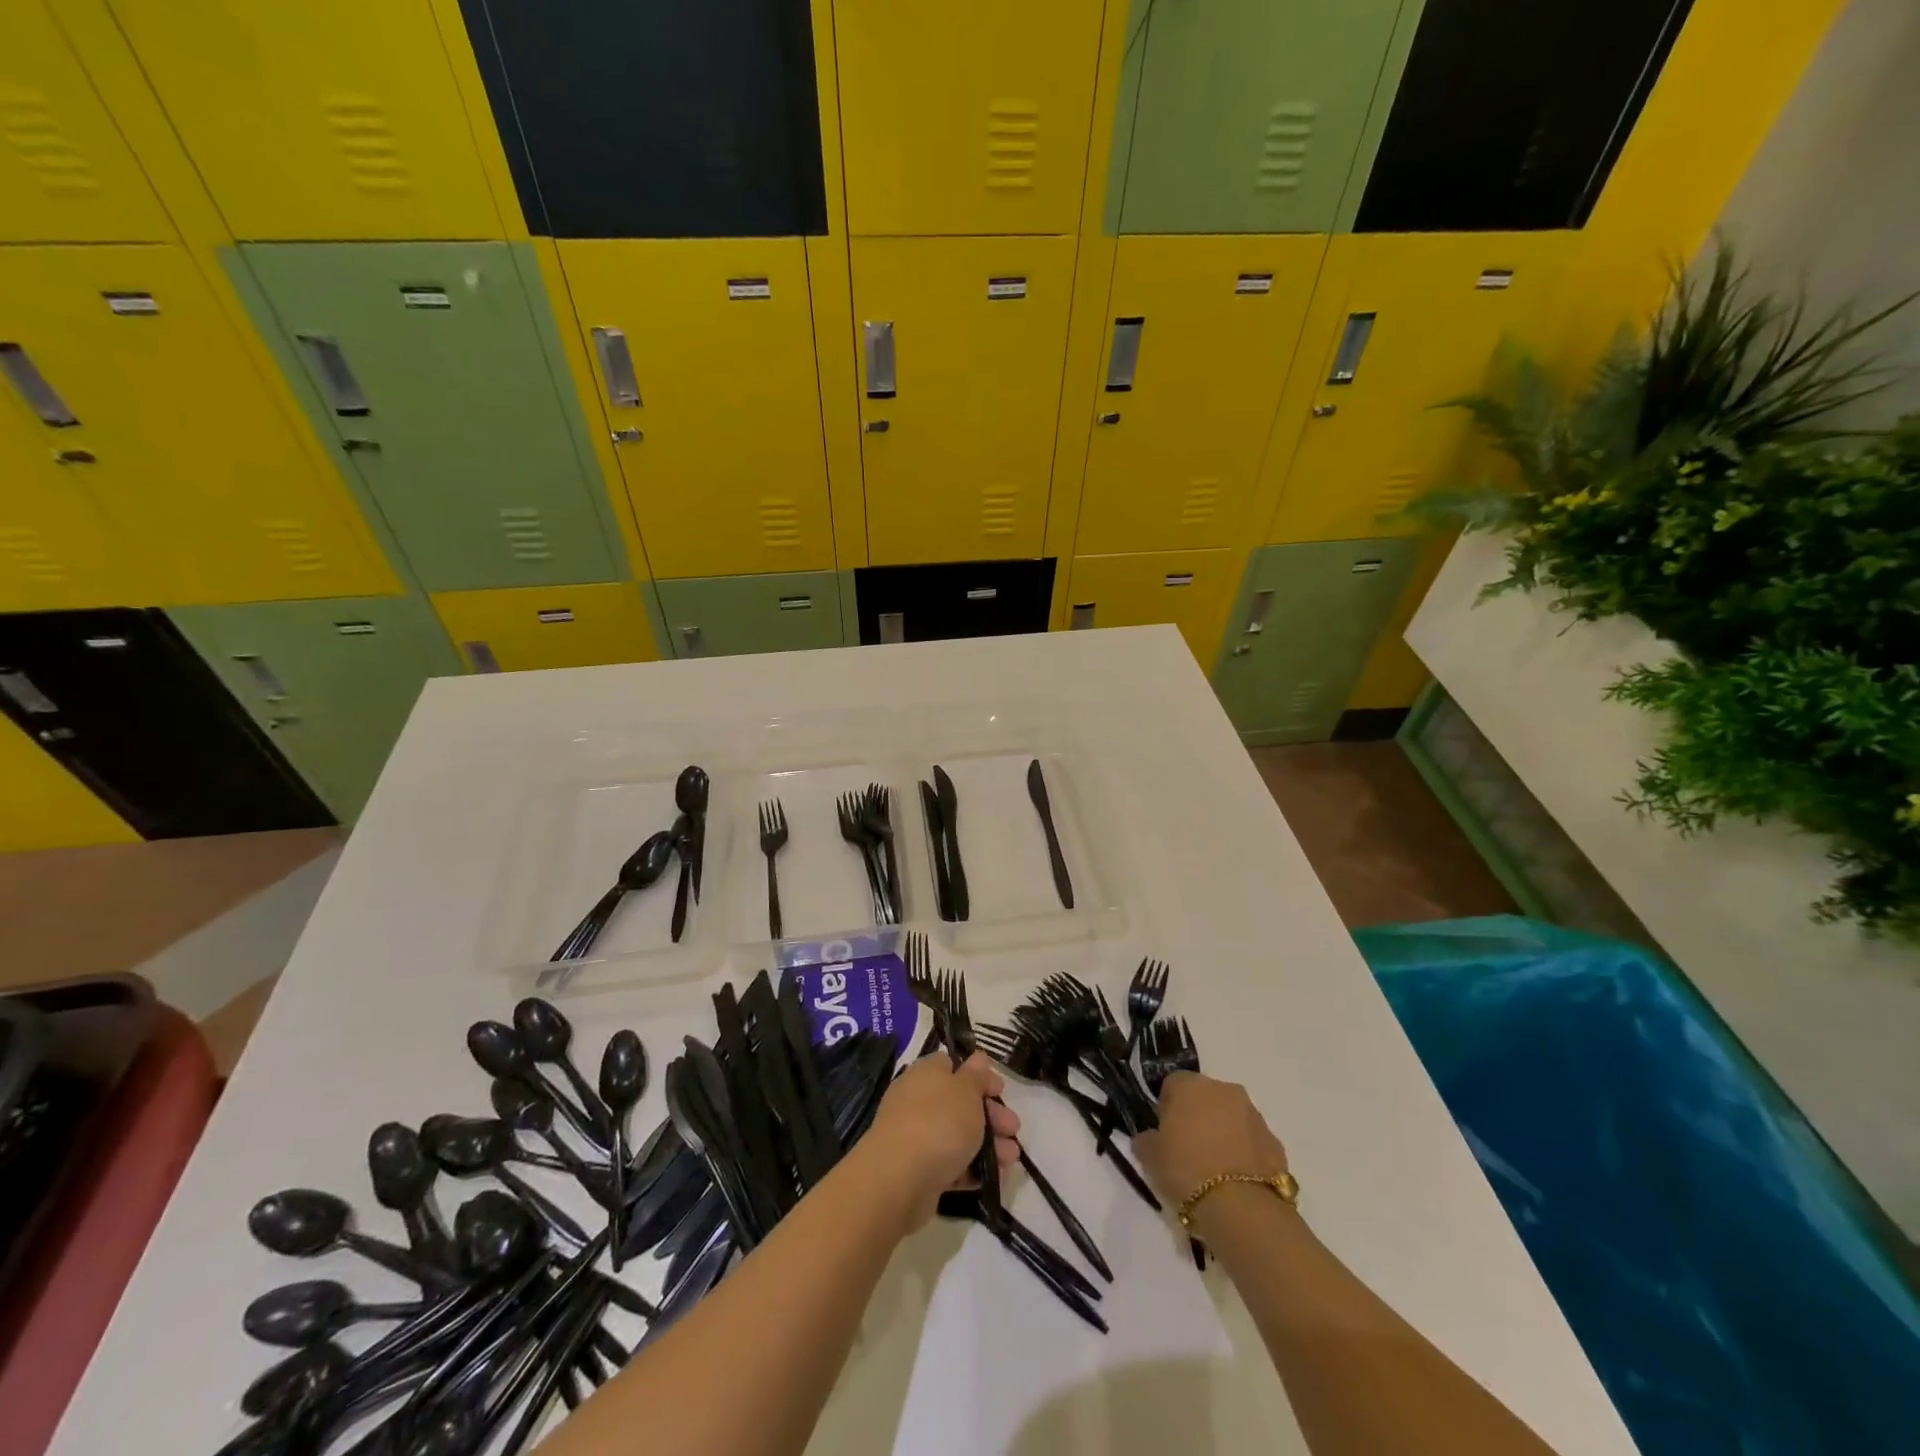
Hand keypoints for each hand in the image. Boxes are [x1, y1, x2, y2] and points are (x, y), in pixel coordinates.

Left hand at [864, 1052, 1019, 1230]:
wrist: (900, 1179)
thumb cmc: (939, 1122)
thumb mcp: (966, 1090)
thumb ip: (976, 1075)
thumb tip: (977, 1058)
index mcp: (927, 1073)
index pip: (954, 1066)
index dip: (981, 1077)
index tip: (1002, 1092)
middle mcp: (918, 1100)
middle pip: (960, 1103)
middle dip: (991, 1116)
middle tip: (1014, 1130)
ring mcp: (916, 1136)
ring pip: (958, 1135)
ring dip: (988, 1145)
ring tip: (1011, 1160)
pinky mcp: (917, 1170)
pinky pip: (949, 1164)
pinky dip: (972, 1169)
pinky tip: (994, 1178)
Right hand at [1134, 1073, 1288, 1208]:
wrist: (1242, 1209)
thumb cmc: (1186, 1171)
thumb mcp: (1150, 1157)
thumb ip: (1146, 1139)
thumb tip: (1148, 1138)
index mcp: (1191, 1085)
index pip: (1172, 1084)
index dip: (1166, 1108)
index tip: (1164, 1133)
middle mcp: (1225, 1090)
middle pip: (1205, 1097)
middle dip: (1197, 1117)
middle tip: (1188, 1150)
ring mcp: (1254, 1115)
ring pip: (1231, 1118)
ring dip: (1223, 1133)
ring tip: (1214, 1170)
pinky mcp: (1275, 1143)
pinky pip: (1252, 1141)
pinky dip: (1244, 1154)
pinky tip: (1236, 1181)